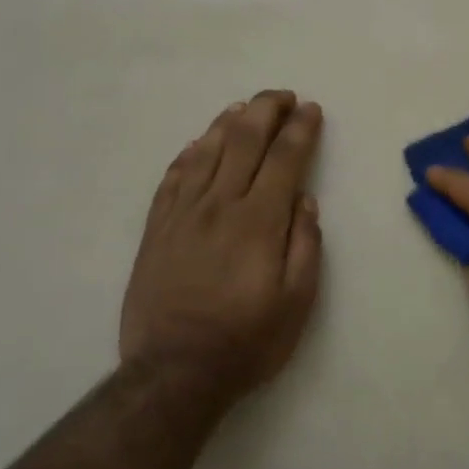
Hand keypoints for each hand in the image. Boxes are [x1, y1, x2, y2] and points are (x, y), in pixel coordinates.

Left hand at [119, 91, 323, 406]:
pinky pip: (172, 177)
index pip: (285, 159)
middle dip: (266, 111)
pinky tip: (199, 143)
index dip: (300, 129)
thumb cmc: (247, 341)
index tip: (311, 110)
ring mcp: (182, 215)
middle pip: (244, 142)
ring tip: (244, 108)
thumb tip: (305, 200)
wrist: (174, 372)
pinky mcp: (156, 229)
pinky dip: (189, 153)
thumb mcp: (297, 302)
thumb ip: (305, 246)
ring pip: (206, 152)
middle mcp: (219, 206)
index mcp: (259, 222)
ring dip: (228, 123)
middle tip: (282, 96)